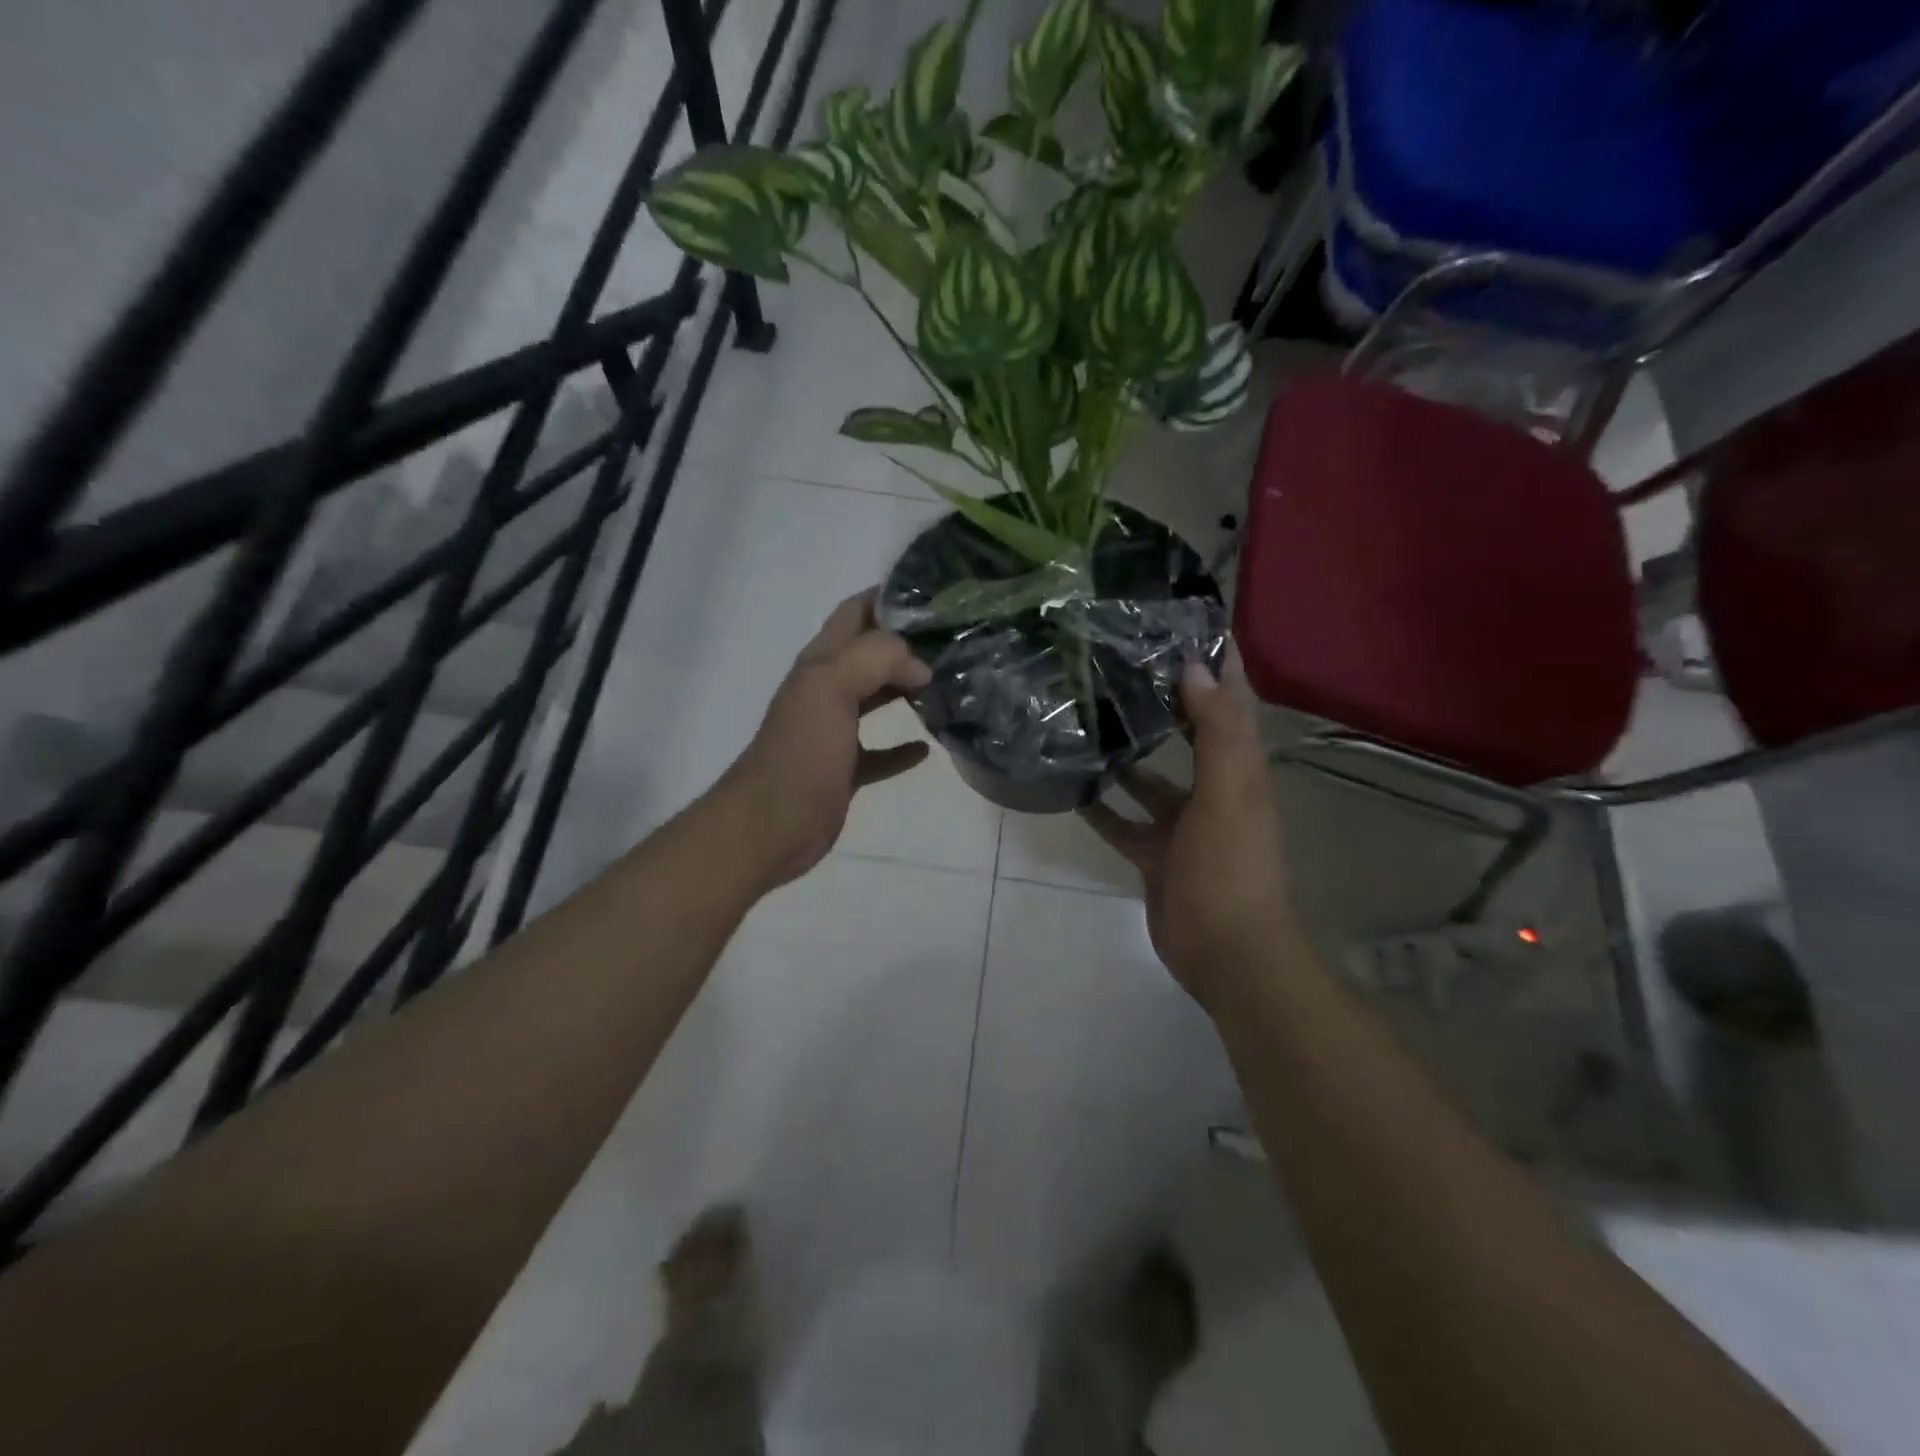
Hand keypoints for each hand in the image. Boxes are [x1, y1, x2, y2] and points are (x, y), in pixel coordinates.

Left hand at [715, 590, 933, 890]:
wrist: (772, 825)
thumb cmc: (801, 752)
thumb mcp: (832, 687)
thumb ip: (877, 659)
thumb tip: (921, 666)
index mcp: (821, 662)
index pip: (855, 613)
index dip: (889, 597)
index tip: (936, 595)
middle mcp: (827, 690)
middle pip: (870, 653)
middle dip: (908, 643)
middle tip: (956, 640)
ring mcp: (834, 731)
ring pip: (876, 698)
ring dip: (908, 689)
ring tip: (951, 684)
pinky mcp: (845, 769)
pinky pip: (880, 751)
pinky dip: (903, 747)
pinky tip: (928, 748)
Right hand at [1082, 649, 1302, 1006]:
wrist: (1226, 951)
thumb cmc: (1231, 866)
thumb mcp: (1229, 793)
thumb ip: (1216, 732)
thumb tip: (1195, 668)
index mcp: (1239, 769)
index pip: (1231, 702)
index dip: (1217, 663)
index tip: (1186, 622)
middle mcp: (1214, 789)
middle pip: (1189, 733)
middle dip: (1164, 700)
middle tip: (1119, 663)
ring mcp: (1183, 824)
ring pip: (1150, 779)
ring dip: (1128, 754)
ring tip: (1086, 719)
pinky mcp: (1156, 854)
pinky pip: (1123, 823)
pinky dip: (1102, 808)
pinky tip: (1073, 787)